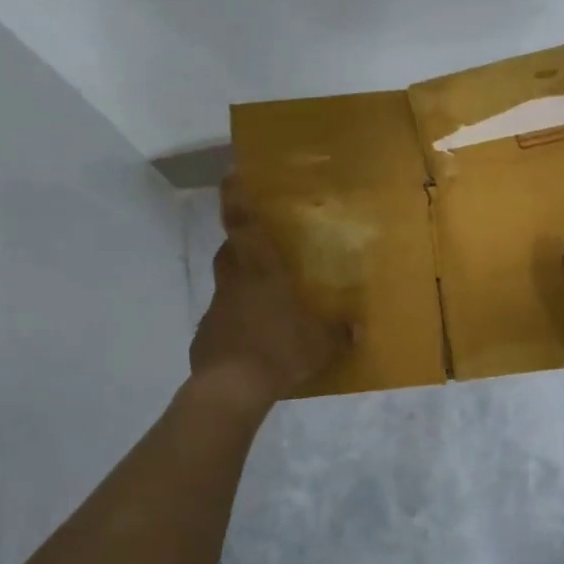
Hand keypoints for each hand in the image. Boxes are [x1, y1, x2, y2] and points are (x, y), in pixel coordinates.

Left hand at [189, 175, 349, 411]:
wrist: (231, 389)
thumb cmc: (279, 351)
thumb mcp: (321, 344)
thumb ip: (339, 333)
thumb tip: (357, 329)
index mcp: (261, 272)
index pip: (242, 223)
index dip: (235, 197)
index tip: (230, 175)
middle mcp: (233, 282)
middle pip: (230, 251)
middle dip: (240, 245)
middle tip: (260, 250)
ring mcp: (216, 310)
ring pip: (226, 286)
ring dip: (240, 287)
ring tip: (263, 303)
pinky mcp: (206, 337)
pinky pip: (223, 321)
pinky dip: (235, 323)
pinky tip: (252, 341)